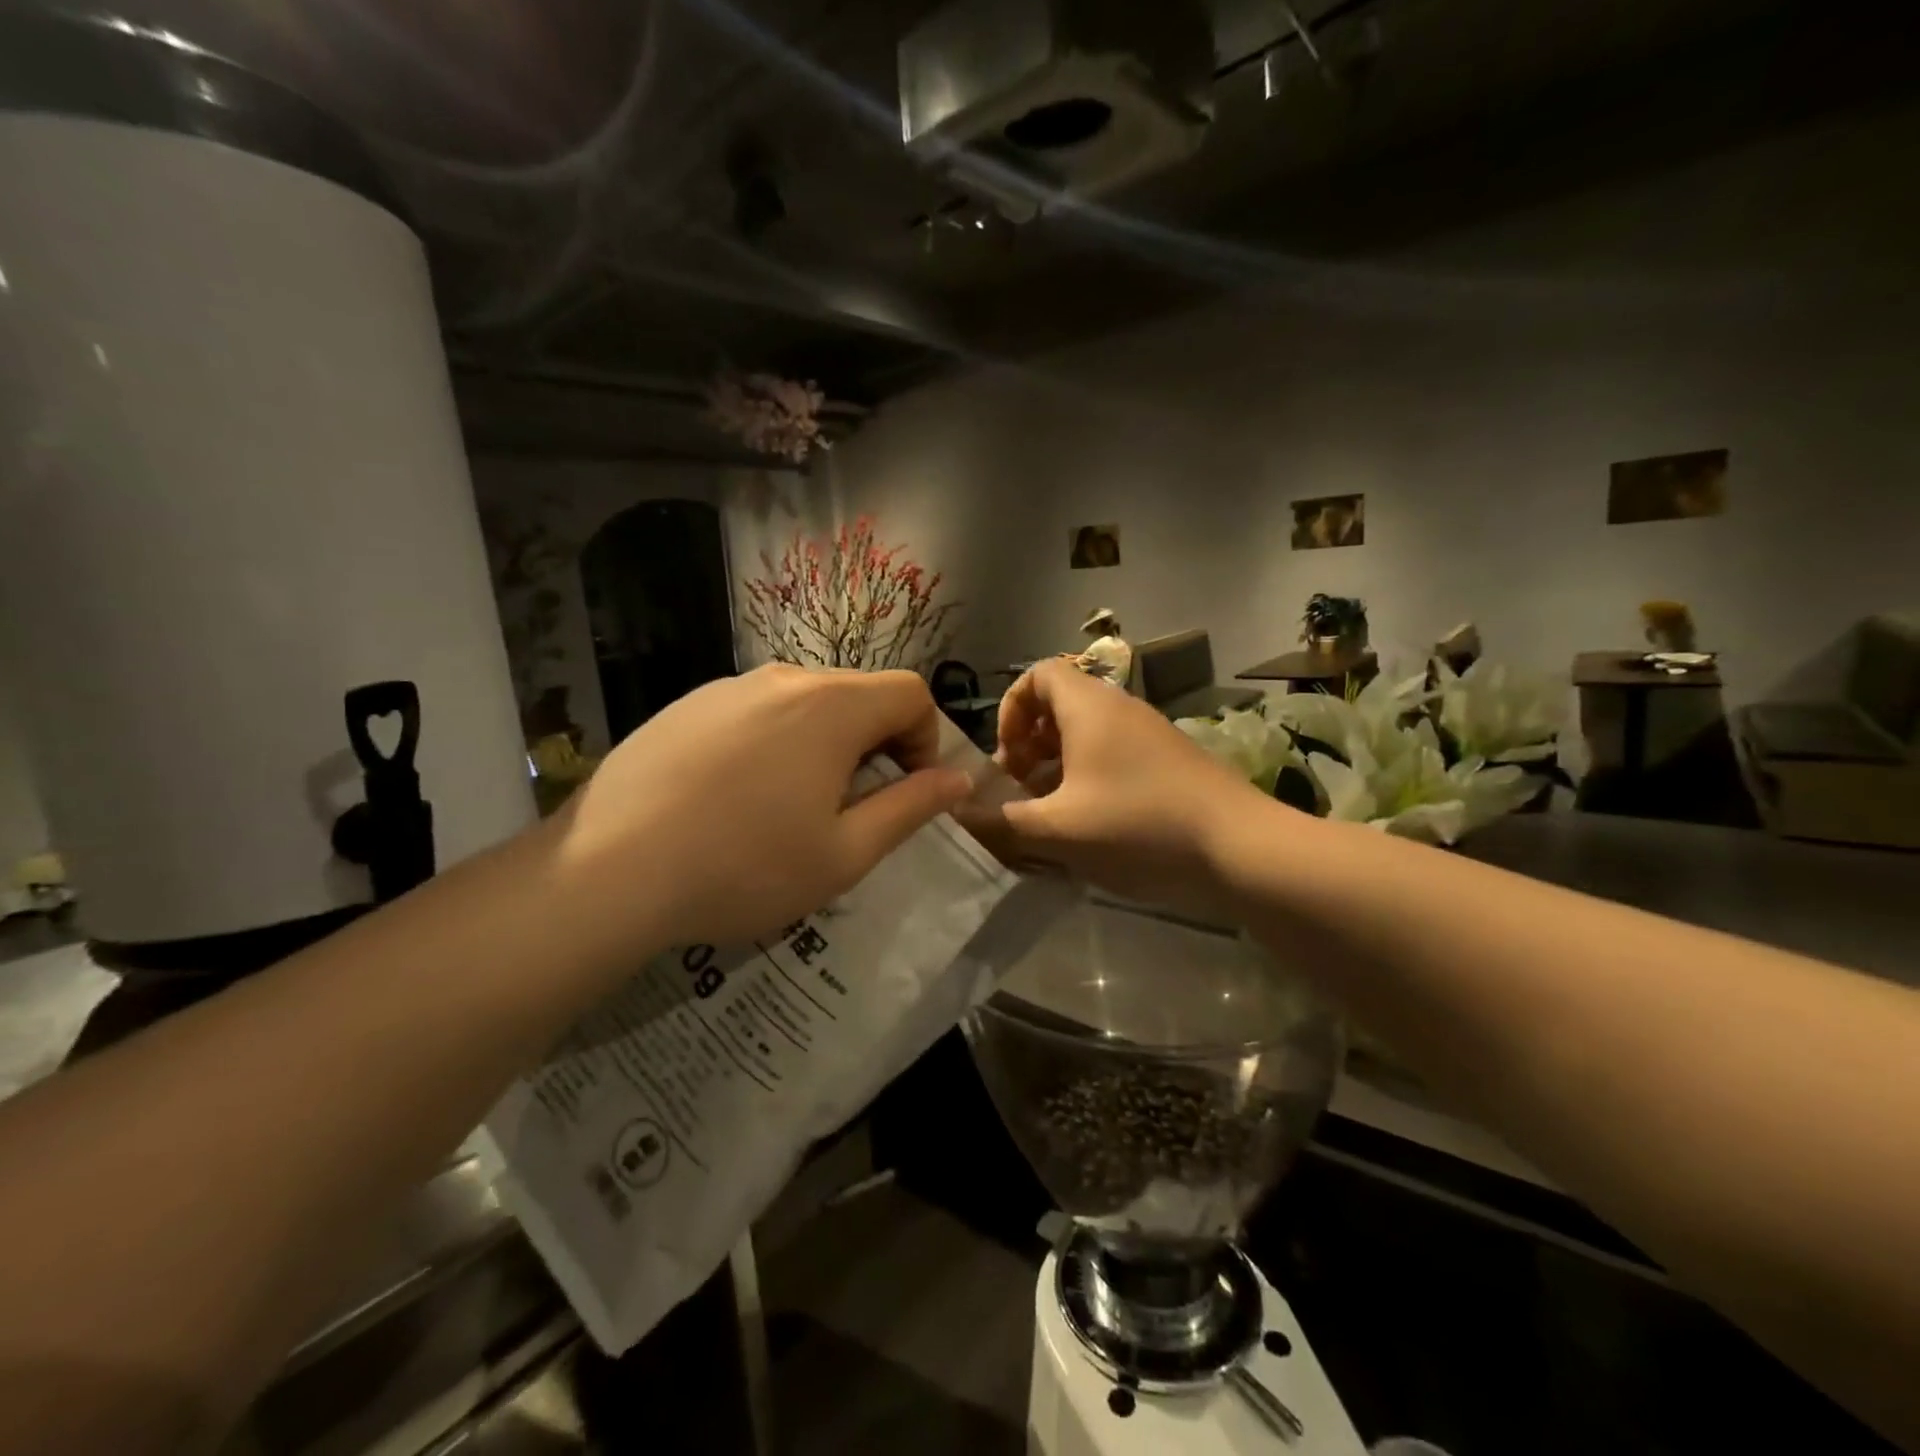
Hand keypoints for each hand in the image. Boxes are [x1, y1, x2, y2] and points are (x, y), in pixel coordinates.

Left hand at [544, 665, 970, 961]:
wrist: (607, 871)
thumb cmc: (744, 867)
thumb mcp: (844, 853)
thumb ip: (911, 808)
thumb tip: (957, 780)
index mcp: (832, 707)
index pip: (910, 692)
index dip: (926, 738)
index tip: (905, 790)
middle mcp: (783, 679)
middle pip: (858, 693)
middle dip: (877, 742)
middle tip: (852, 806)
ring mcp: (727, 687)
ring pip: (805, 701)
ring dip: (824, 742)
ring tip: (792, 806)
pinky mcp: (686, 705)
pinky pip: (755, 710)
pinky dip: (773, 741)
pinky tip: (737, 796)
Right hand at [954, 659, 1271, 912]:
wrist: (1240, 848)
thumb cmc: (1138, 825)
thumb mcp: (1058, 829)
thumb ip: (1003, 820)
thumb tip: (960, 813)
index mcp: (1088, 707)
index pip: (1037, 674)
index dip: (1010, 709)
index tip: (1006, 756)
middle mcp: (1118, 708)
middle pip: (1059, 705)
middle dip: (1029, 744)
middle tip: (1021, 789)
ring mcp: (1148, 733)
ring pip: (1087, 734)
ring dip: (1058, 765)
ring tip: (1049, 812)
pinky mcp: (1169, 760)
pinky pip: (1113, 754)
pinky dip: (1089, 778)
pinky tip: (1090, 824)